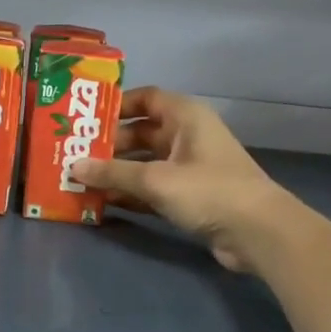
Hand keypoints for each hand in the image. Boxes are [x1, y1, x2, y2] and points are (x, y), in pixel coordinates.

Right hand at [70, 87, 298, 270]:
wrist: (258, 233)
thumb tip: (73, 166)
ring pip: (144, 163)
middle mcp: (187, 136)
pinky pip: (152, 188)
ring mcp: (189, 168)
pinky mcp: (189, 196)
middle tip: (73, 155)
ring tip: (79, 180)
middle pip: (140, 133)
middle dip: (108, 145)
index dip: (116, 105)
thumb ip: (113, 172)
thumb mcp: (156, 179)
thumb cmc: (208, 190)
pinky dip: (130, 193)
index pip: (145, 98)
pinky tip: (102, 202)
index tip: (84, 118)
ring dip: (116, 172)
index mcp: (185, 117)